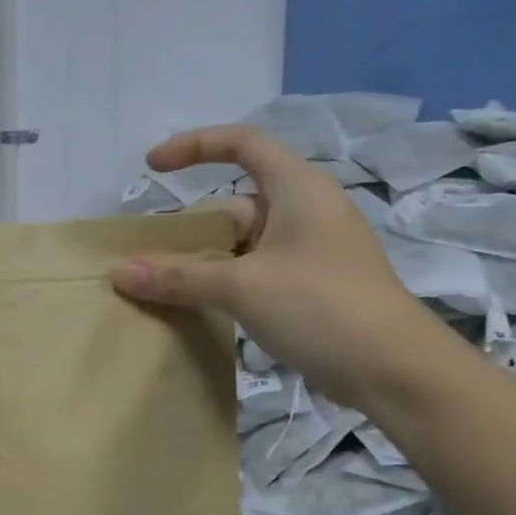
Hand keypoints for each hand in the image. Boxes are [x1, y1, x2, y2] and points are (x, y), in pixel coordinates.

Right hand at [110, 126, 441, 412]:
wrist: (395, 371)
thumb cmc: (321, 306)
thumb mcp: (243, 286)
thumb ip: (179, 276)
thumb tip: (120, 272)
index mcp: (298, 189)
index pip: (242, 143)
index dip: (194, 146)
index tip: (152, 167)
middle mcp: (305, 212)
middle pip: (234, 204)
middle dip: (190, 229)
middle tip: (148, 260)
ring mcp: (309, 253)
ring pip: (242, 245)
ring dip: (203, 262)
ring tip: (162, 288)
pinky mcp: (310, 288)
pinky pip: (254, 273)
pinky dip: (224, 284)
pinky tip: (199, 310)